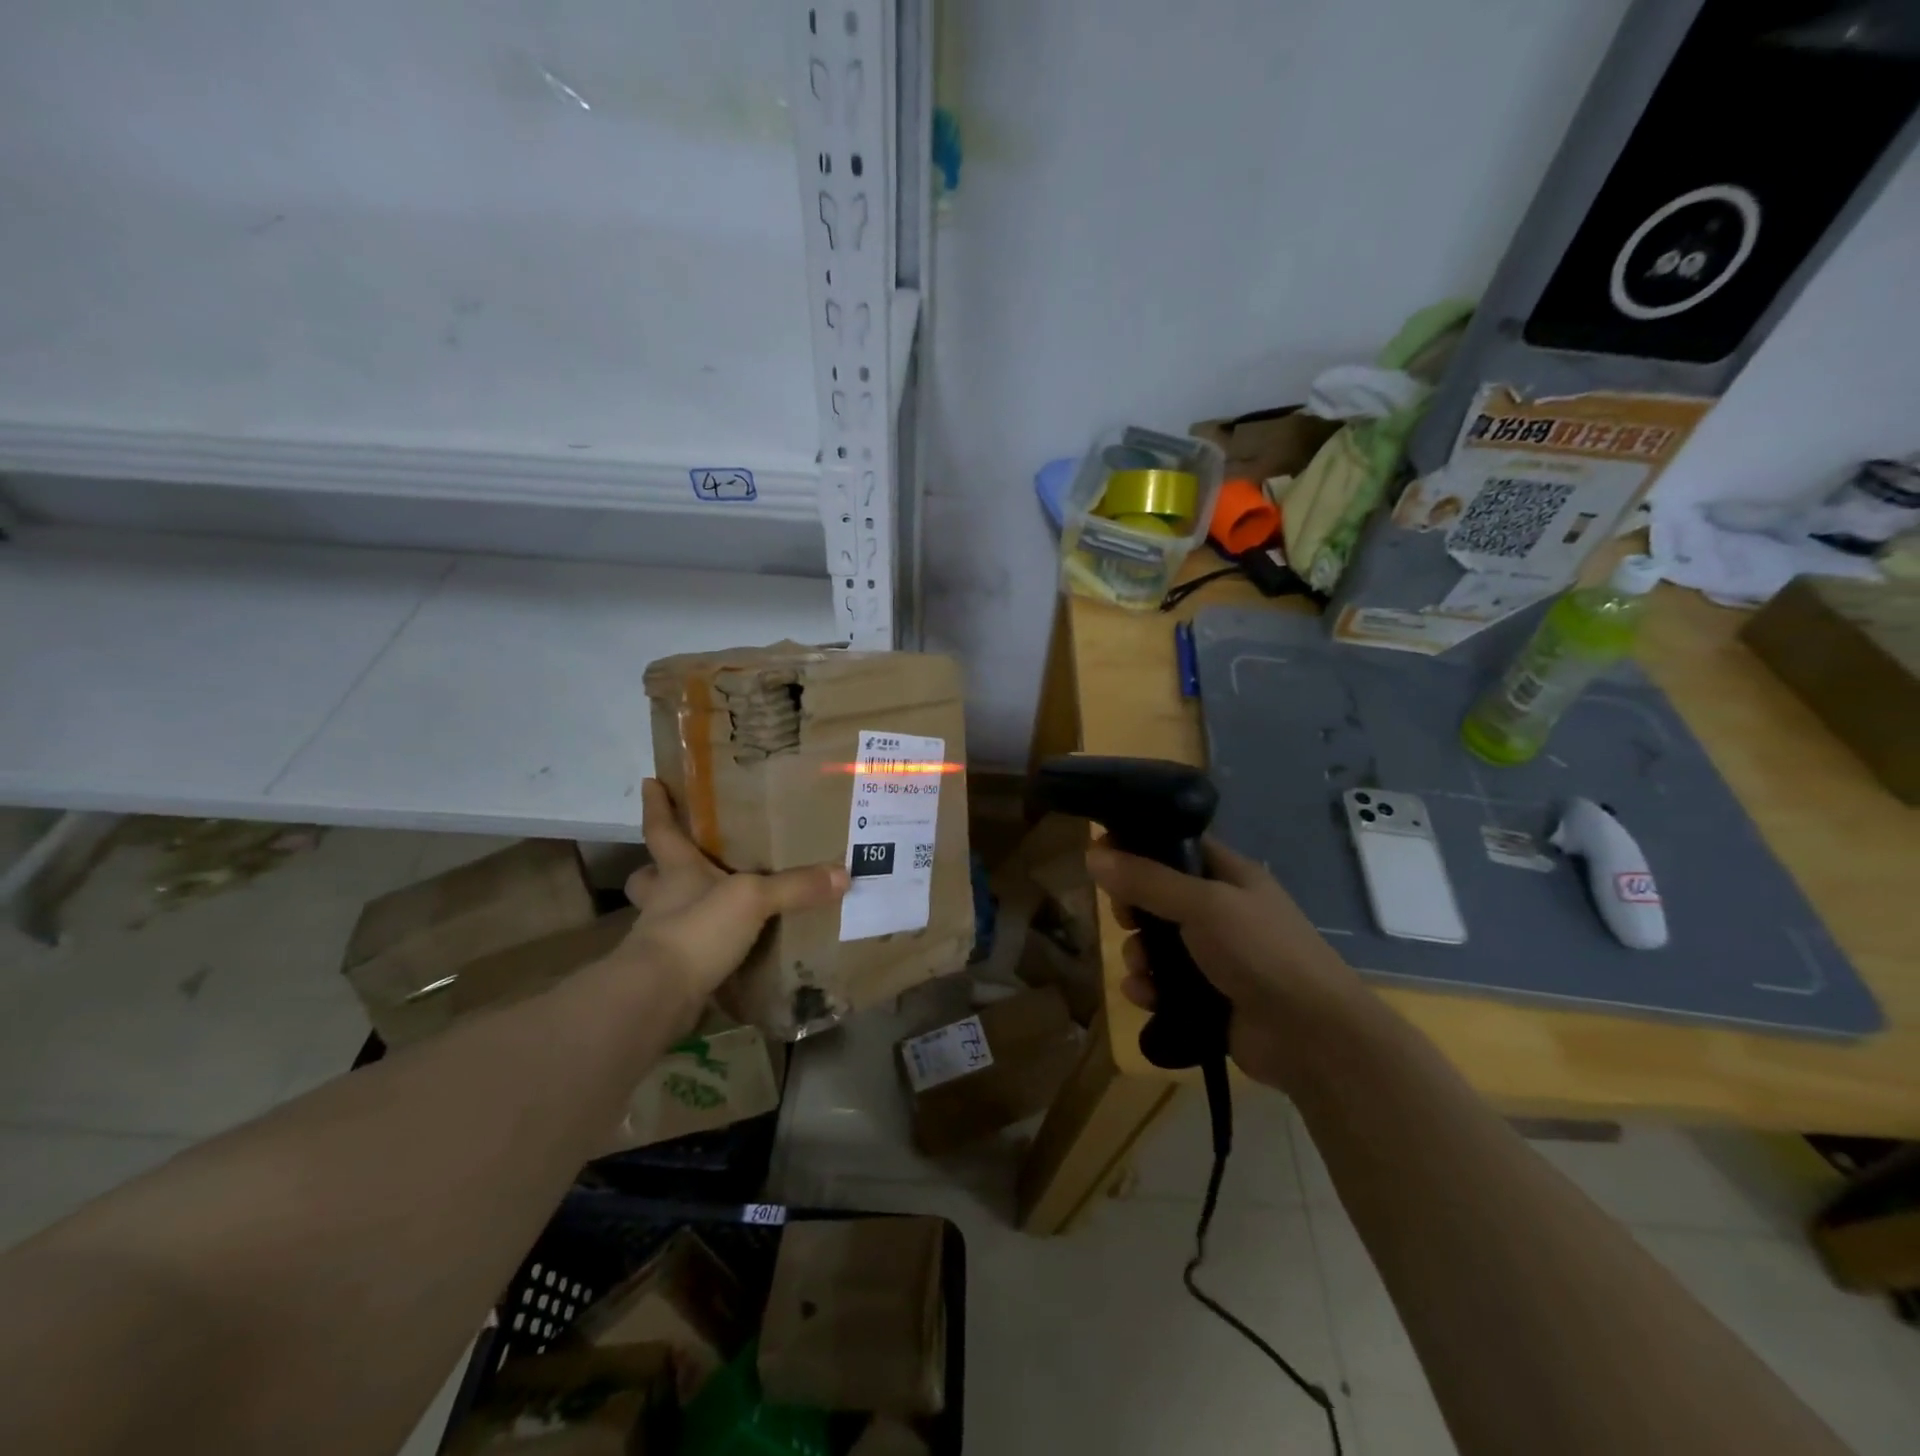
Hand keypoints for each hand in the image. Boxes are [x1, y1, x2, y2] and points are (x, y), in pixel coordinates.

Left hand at [620, 779, 848, 1010]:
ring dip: (684, 910)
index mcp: (677, 871)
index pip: (661, 830)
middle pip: (651, 877)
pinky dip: (706, 950)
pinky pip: (690, 952)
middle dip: (659, 869)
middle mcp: (664, 900)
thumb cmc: (696, 929)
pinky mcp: (672, 973)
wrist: (659, 997)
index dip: (657, 806)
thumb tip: (843, 873)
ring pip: (666, 915)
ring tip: (717, 907)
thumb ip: (795, 886)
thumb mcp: (753, 899)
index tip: (650, 782)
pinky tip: (732, 952)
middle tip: (683, 861)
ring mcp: (664, 938)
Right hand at [1087, 837, 1370, 1092]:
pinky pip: (1163, 984)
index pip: (1177, 846)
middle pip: (1159, 896)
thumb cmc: (1261, 951)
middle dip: (1133, 908)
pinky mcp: (1207, 997)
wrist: (1312, 1036)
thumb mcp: (1203, 905)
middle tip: (1123, 917)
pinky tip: (1143, 995)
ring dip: (1139, 954)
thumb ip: (1147, 880)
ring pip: (1157, 944)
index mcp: (1230, 876)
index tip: (1101, 852)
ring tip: (1140, 968)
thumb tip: (1092, 853)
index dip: (1139, 845)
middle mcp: (1221, 911)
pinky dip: (1149, 987)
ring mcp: (1216, 957)